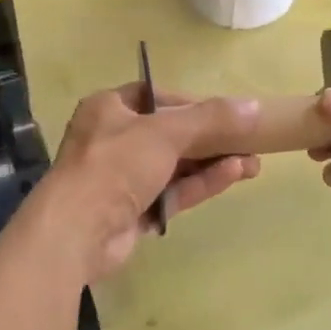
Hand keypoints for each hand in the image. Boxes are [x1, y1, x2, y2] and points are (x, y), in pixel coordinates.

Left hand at [37, 85, 261, 282]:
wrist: (76, 233)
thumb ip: (211, 118)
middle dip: (211, 138)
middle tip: (250, 141)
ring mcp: (123, 179)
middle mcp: (113, 140)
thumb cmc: (115, 165)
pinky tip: (234, 175)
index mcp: (109, 109)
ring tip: (254, 163)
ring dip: (212, 162)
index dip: (191, 102)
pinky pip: (173, 191)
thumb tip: (254, 106)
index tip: (225, 112)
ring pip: (176, 165)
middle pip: (170, 133)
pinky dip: (201, 183)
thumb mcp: (166, 132)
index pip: (156, 97)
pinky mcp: (133, 211)